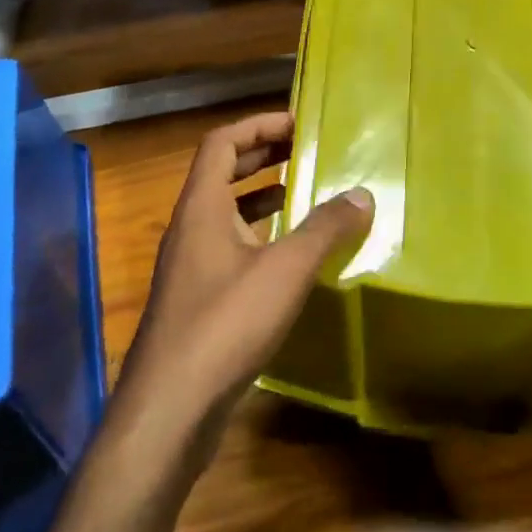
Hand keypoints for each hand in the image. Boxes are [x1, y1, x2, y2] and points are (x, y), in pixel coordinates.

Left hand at [114, 112, 371, 469]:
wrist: (170, 409)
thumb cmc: (225, 324)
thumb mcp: (285, 270)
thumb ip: (324, 229)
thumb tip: (361, 194)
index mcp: (201, 207)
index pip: (222, 143)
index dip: (258, 125)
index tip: (298, 122)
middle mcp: (191, 229)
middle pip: (222, 174)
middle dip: (264, 156)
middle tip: (307, 151)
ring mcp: (192, 266)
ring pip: (228, 214)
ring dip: (263, 197)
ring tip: (306, 194)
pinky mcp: (200, 300)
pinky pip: (232, 248)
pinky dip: (262, 236)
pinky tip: (293, 255)